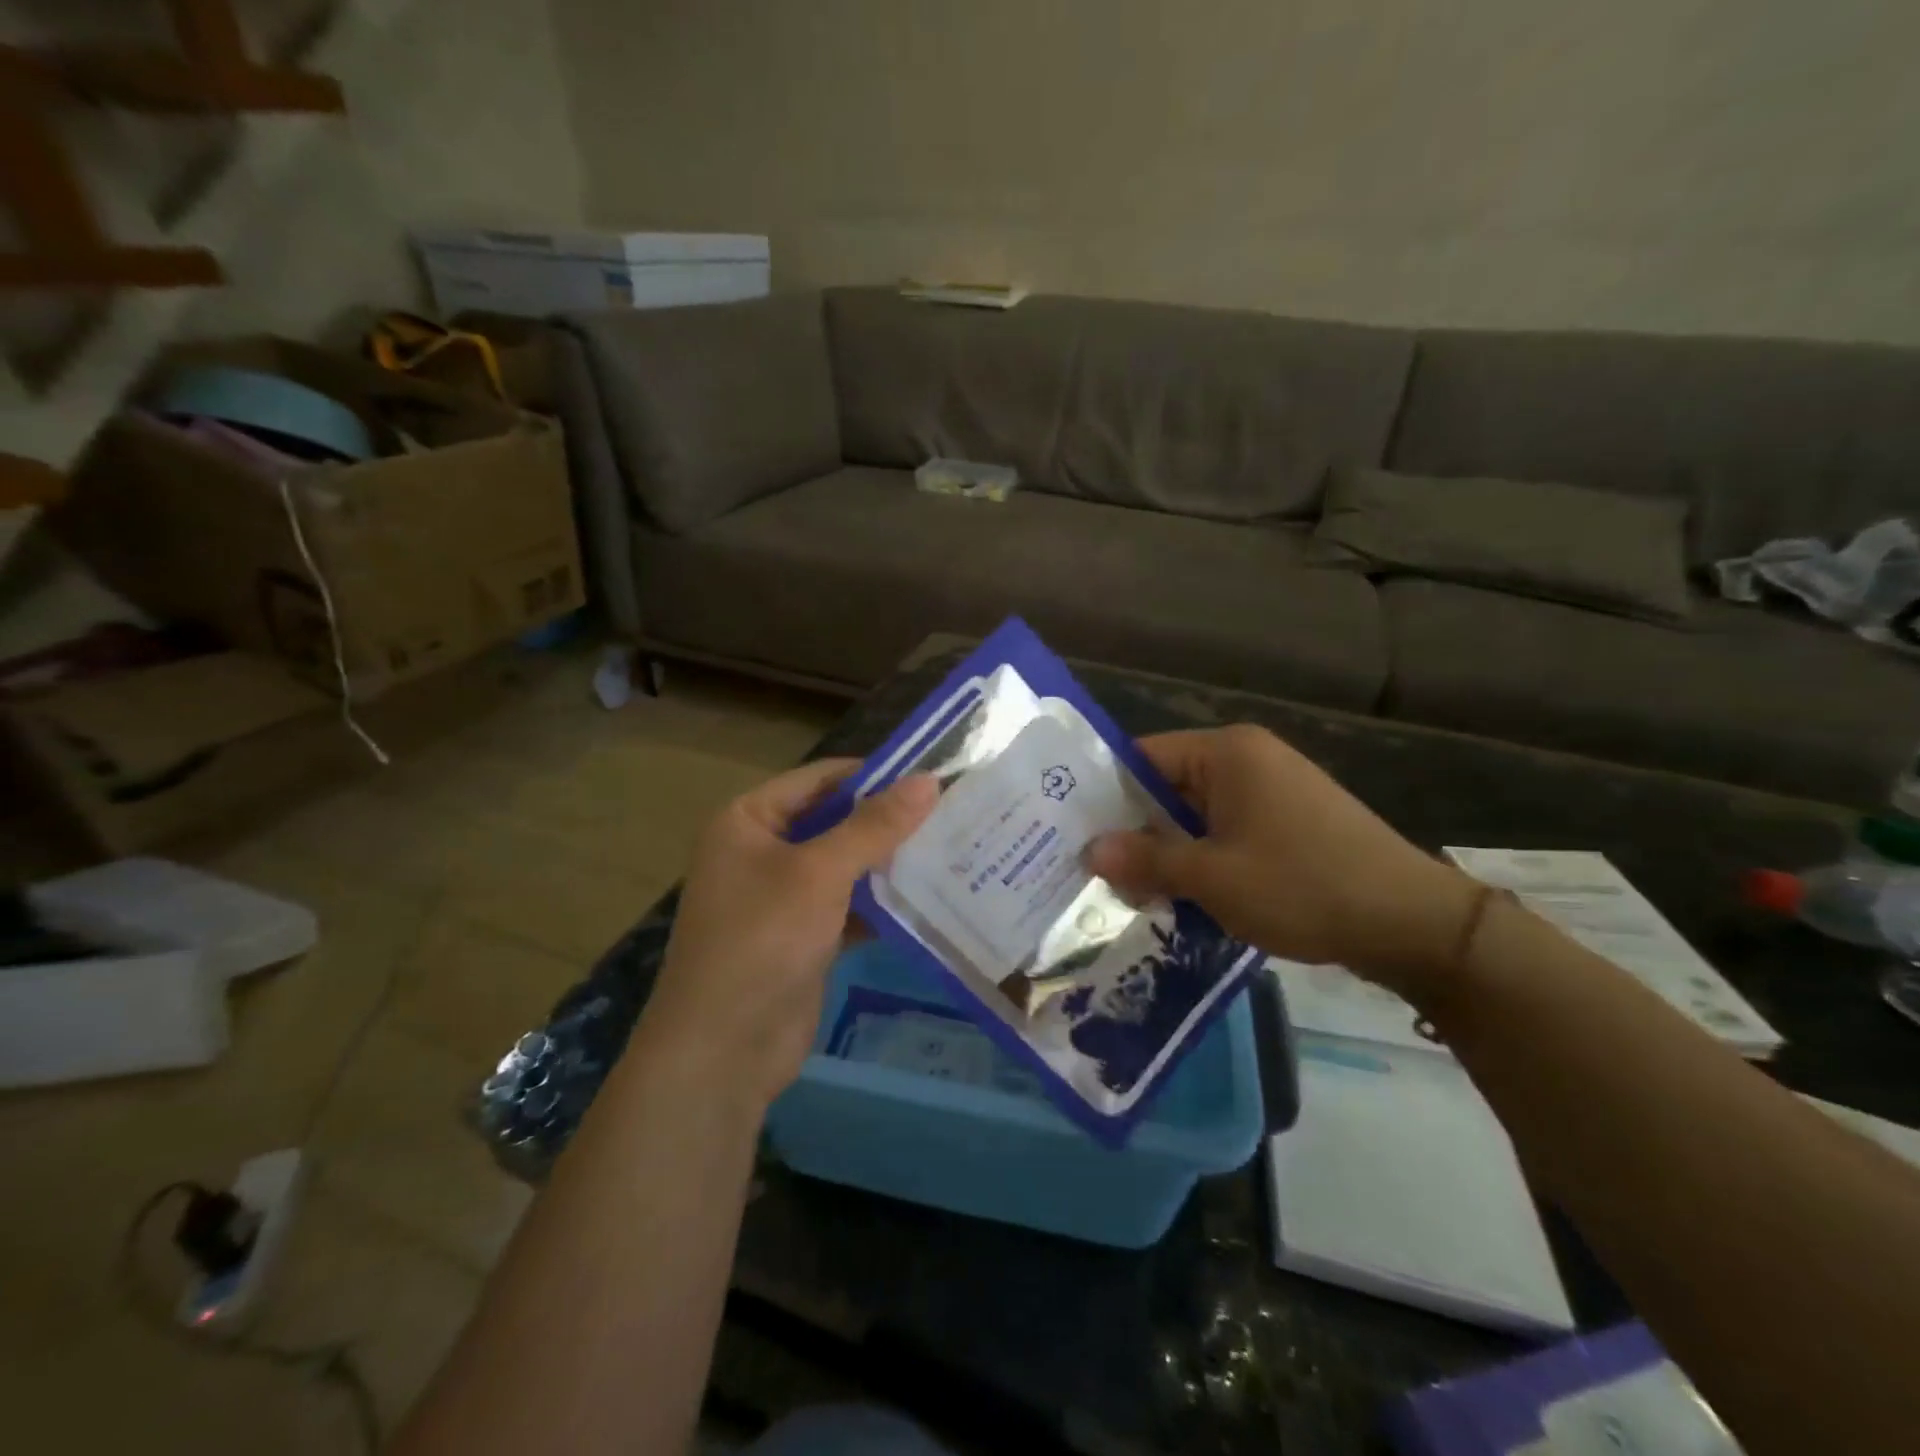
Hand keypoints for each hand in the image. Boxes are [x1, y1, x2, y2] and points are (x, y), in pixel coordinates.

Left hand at [638, 760, 937, 1106]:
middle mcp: (761, 851)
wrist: (723, 1051)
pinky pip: (848, 906)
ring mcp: (781, 897)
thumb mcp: (820, 873)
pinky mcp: (803, 937)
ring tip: (952, 848)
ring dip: (888, 862)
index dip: (873, 774)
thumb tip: (929, 780)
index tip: (931, 775)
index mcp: (748, 820)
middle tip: (951, 812)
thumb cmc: (762, 940)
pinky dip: (880, 903)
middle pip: (833, 821)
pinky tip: (929, 897)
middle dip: (887, 821)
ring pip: (844, 866)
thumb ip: (874, 826)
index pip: (819, 779)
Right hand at [1087, 725, 1477, 993]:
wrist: (1413, 924)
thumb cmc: (1303, 886)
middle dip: (1133, 830)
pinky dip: (1201, 859)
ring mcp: (1272, 790)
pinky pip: (1226, 831)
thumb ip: (1146, 860)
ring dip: (1167, 851)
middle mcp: (1247, 759)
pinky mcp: (1288, 822)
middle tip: (1091, 871)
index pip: (1142, 757)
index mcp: (1227, 752)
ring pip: (1195, 814)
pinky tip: (1180, 896)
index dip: (1104, 795)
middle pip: (1167, 786)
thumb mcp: (1213, 876)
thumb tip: (1090, 852)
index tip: (1070, 833)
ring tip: (1129, 891)